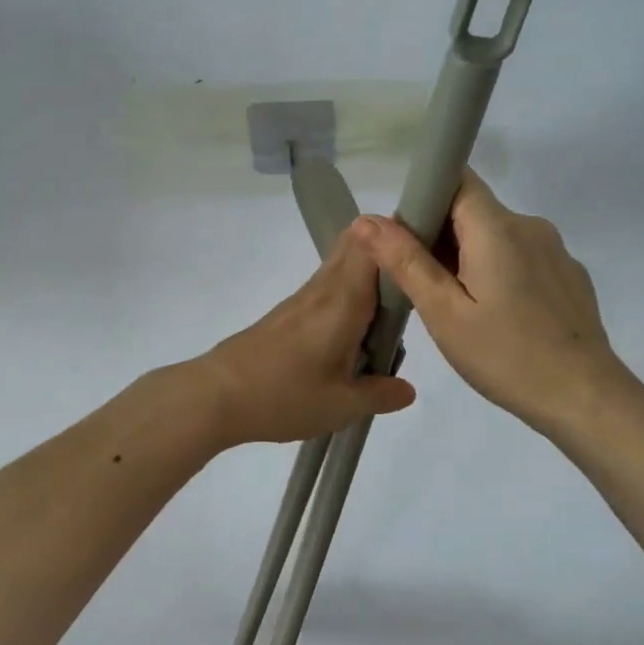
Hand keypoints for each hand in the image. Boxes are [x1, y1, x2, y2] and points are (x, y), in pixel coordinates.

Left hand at [198, 228, 417, 446]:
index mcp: (344, 300)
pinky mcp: (287, 313)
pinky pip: (328, 288)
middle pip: (357, 246)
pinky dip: (349, 294)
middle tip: (416, 281)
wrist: (216, 396)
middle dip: (388, 252)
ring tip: (393, 311)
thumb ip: (380, 394)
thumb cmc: (284, 395)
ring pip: (342, 266)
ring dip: (369, 276)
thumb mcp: (342, 405)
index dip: (400, 239)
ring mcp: (302, 299)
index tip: (426, 254)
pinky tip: (356, 331)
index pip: (373, 244)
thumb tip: (407, 389)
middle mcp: (324, 289)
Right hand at [350, 171, 633, 434]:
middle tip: (423, 287)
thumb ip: (406, 261)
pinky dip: (500, 274)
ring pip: (497, 237)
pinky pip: (522, 258)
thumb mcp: (444, 313)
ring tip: (460, 309)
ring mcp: (555, 251)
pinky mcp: (569, 275)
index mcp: (497, 227)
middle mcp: (530, 225)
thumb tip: (367, 220)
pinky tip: (499, 319)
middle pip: (474, 210)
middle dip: (442, 237)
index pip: (456, 179)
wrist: (585, 398)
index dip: (425, 197)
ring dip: (470, 259)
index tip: (406, 238)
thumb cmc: (507, 356)